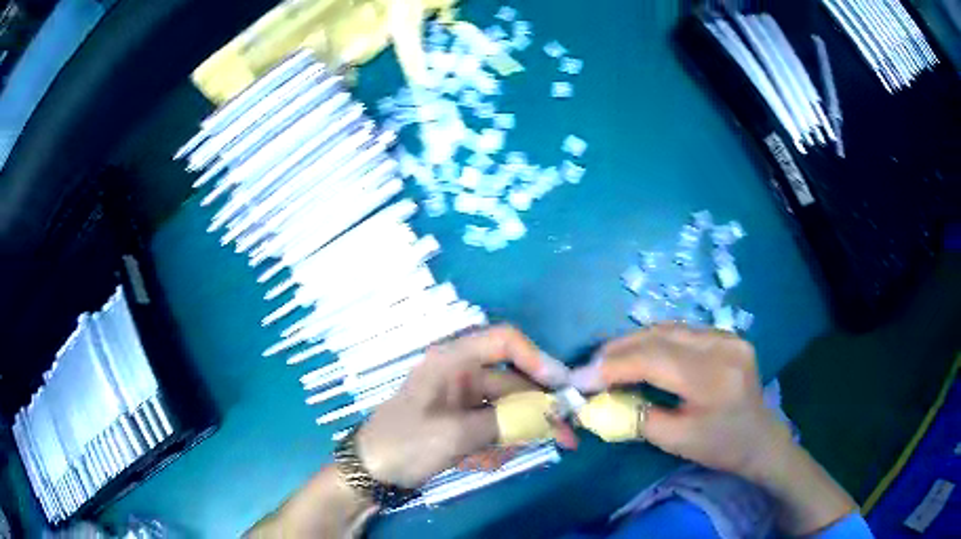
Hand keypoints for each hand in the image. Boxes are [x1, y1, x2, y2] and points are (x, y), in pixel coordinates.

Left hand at [356, 325, 570, 487]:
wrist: (370, 471)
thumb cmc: (405, 443)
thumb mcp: (455, 434)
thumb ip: (505, 423)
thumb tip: (550, 416)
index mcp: (454, 361)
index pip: (505, 341)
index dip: (538, 358)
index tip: (562, 387)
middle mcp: (461, 373)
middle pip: (513, 381)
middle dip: (538, 409)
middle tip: (566, 436)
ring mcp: (461, 398)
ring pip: (505, 408)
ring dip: (516, 433)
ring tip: (511, 457)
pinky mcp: (461, 419)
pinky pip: (491, 425)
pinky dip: (496, 443)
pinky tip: (484, 462)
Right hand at [569, 324, 790, 478]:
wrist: (761, 438)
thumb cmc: (721, 447)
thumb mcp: (676, 441)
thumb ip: (637, 418)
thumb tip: (600, 401)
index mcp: (713, 378)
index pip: (654, 359)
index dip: (613, 365)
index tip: (580, 377)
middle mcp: (722, 345)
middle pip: (660, 336)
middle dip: (619, 349)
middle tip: (589, 366)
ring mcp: (727, 335)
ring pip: (669, 328)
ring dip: (634, 341)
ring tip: (608, 359)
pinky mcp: (726, 335)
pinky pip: (682, 332)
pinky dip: (655, 341)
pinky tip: (640, 353)